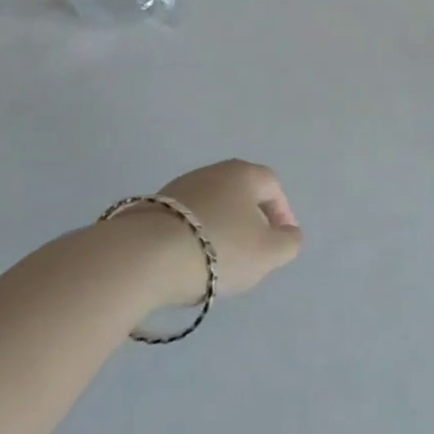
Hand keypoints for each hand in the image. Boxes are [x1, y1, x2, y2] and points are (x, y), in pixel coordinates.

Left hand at [150, 159, 302, 300]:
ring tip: (218, 262)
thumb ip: (289, 242)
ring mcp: (178, 187)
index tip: (280, 240)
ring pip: (211, 207)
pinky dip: (193, 237)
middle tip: (251, 252)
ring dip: (220, 229)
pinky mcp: (151, 208)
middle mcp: (212, 171)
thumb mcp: (269, 253)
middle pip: (240, 194)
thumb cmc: (219, 248)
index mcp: (244, 174)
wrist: (145, 257)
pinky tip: (188, 261)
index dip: (282, 213)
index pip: (272, 186)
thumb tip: (288, 234)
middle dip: (250, 221)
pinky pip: (184, 221)